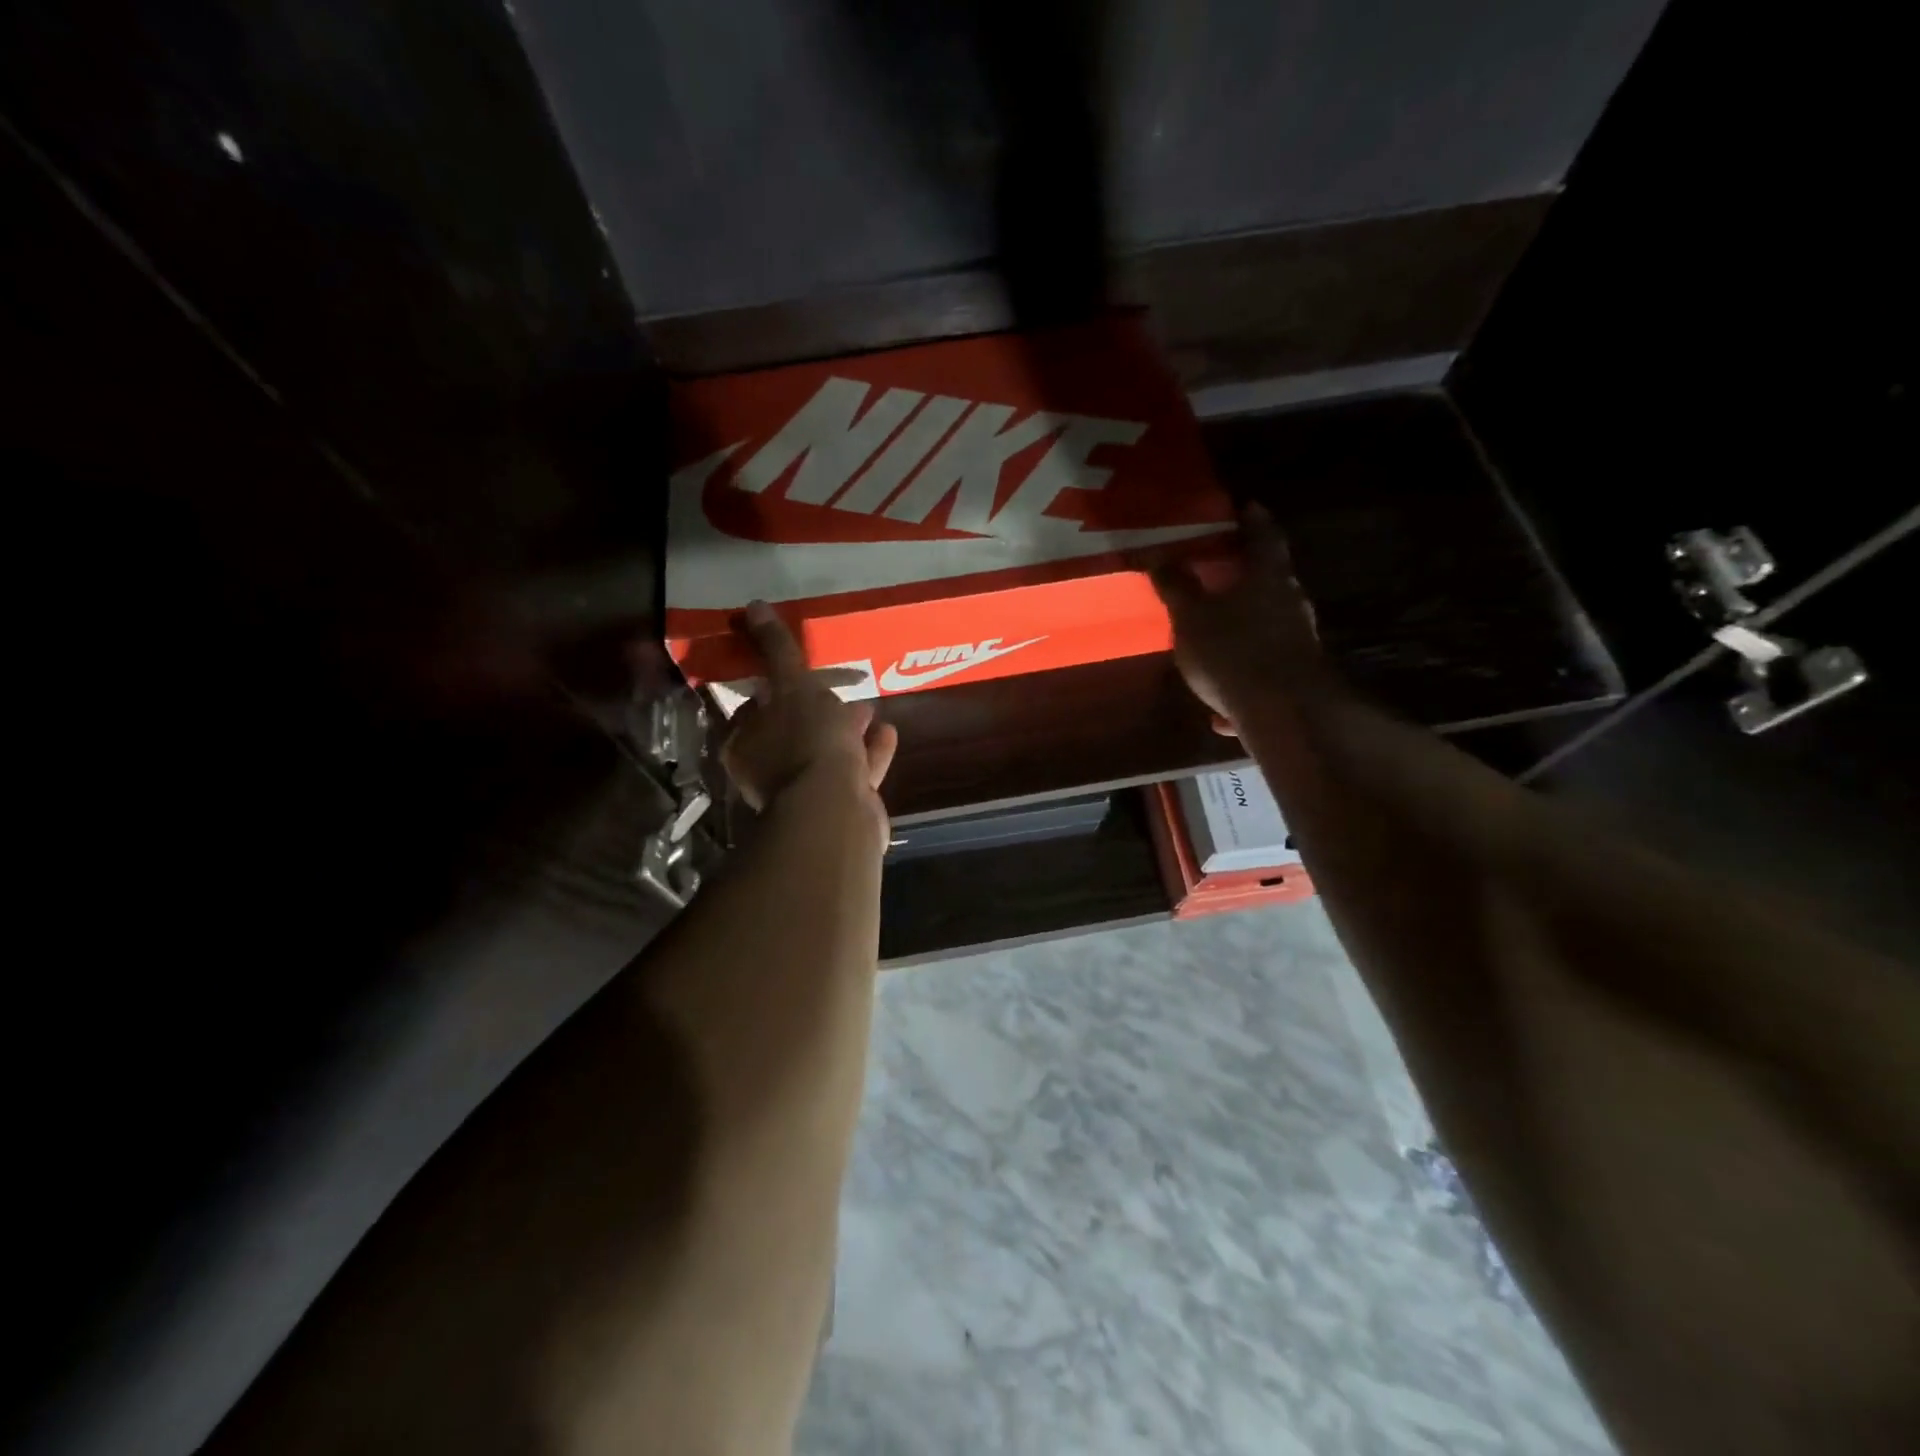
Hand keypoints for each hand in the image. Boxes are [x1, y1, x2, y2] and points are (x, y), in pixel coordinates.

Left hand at [719, 601, 898, 815]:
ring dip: (848, 730)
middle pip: (794, 731)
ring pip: (827, 752)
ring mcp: (807, 792)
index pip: (757, 706)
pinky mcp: (840, 806)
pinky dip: (871, 752)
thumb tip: (753, 606)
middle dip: (818, 709)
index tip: (804, 670)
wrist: (837, 809)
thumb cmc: (807, 741)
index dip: (780, 685)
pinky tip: (889, 733)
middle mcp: (770, 770)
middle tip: (843, 687)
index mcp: (746, 743)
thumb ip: (776, 649)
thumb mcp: (792, 685)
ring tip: (870, 707)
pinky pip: (856, 771)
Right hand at [1150, 503, 1329, 734]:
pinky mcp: (1297, 678)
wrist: (1283, 713)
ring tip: (1215, 641)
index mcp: (1267, 577)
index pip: (1263, 536)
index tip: (1246, 507)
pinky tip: (1220, 712)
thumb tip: (1159, 555)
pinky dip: (1243, 680)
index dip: (1253, 520)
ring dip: (1243, 631)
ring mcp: (1299, 641)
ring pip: (1267, 628)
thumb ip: (1177, 586)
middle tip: (1222, 573)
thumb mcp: (1192, 617)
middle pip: (1270, 581)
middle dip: (1246, 578)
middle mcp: (1291, 603)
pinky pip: (1264, 671)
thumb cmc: (1232, 651)